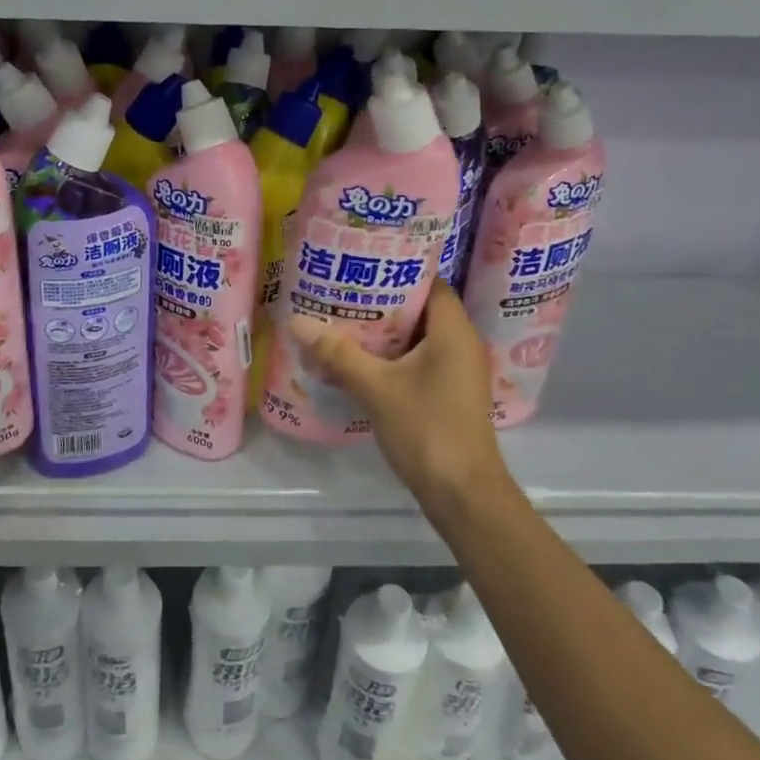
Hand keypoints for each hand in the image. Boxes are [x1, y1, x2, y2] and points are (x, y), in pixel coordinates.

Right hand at [287, 285, 512, 511]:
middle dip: (381, 301)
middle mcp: (460, 343)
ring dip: (382, 332)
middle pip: (419, 309)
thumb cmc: (427, 429)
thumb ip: (338, 353)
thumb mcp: (376, 387)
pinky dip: (389, 357)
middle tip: (341, 290)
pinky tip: (355, 361)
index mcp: (453, 330)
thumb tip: (296, 322)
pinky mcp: (446, 394)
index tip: (361, 264)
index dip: (398, 269)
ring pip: (415, 338)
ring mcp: (455, 371)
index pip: (429, 282)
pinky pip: (416, 361)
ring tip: (340, 320)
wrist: (463, 494)